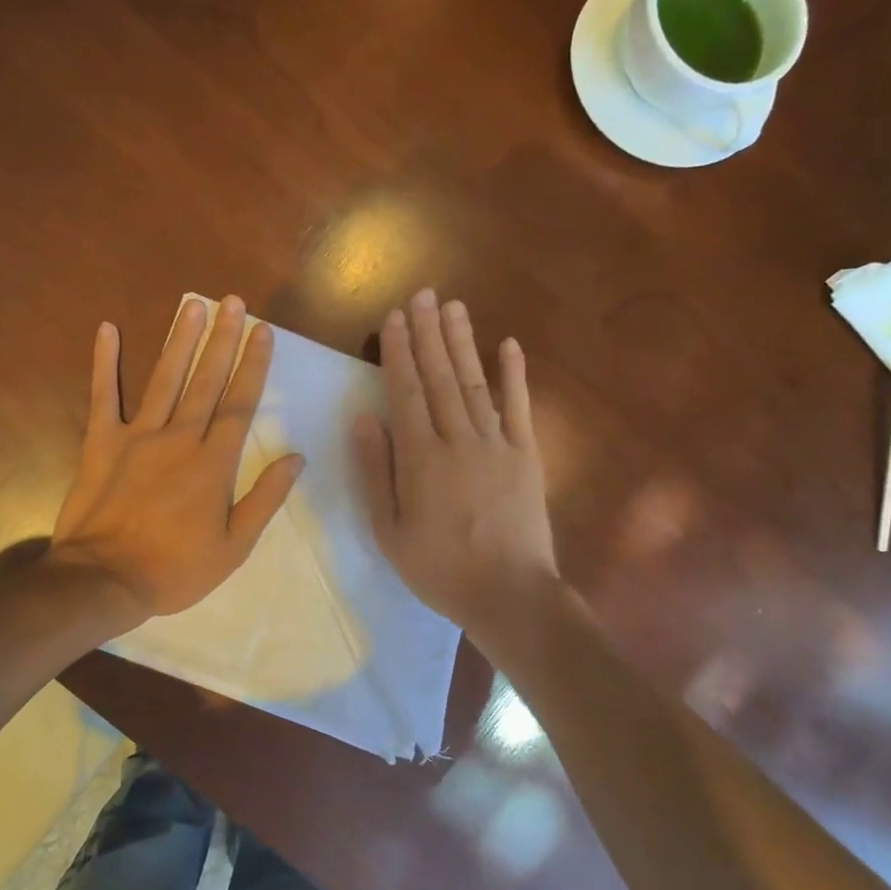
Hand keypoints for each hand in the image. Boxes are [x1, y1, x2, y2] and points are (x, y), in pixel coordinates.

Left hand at [49, 296, 304, 625]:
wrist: (103, 580)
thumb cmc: (174, 569)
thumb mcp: (233, 547)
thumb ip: (265, 499)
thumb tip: (296, 458)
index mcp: (213, 463)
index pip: (240, 403)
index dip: (254, 365)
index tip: (263, 332)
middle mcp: (179, 438)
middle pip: (206, 380)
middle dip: (223, 339)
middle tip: (234, 302)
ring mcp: (137, 436)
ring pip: (164, 378)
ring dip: (180, 340)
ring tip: (193, 304)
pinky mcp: (100, 442)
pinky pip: (103, 396)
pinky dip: (104, 363)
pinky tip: (107, 329)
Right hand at [354, 289, 558, 641]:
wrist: (509, 594)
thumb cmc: (439, 568)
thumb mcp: (389, 529)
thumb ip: (377, 471)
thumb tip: (364, 418)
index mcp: (420, 457)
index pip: (405, 391)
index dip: (398, 351)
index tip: (393, 318)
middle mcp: (458, 438)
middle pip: (439, 376)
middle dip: (428, 333)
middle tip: (422, 294)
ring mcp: (497, 443)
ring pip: (474, 382)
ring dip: (462, 342)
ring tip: (453, 306)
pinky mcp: (526, 454)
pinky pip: (518, 407)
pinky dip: (513, 374)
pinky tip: (508, 344)